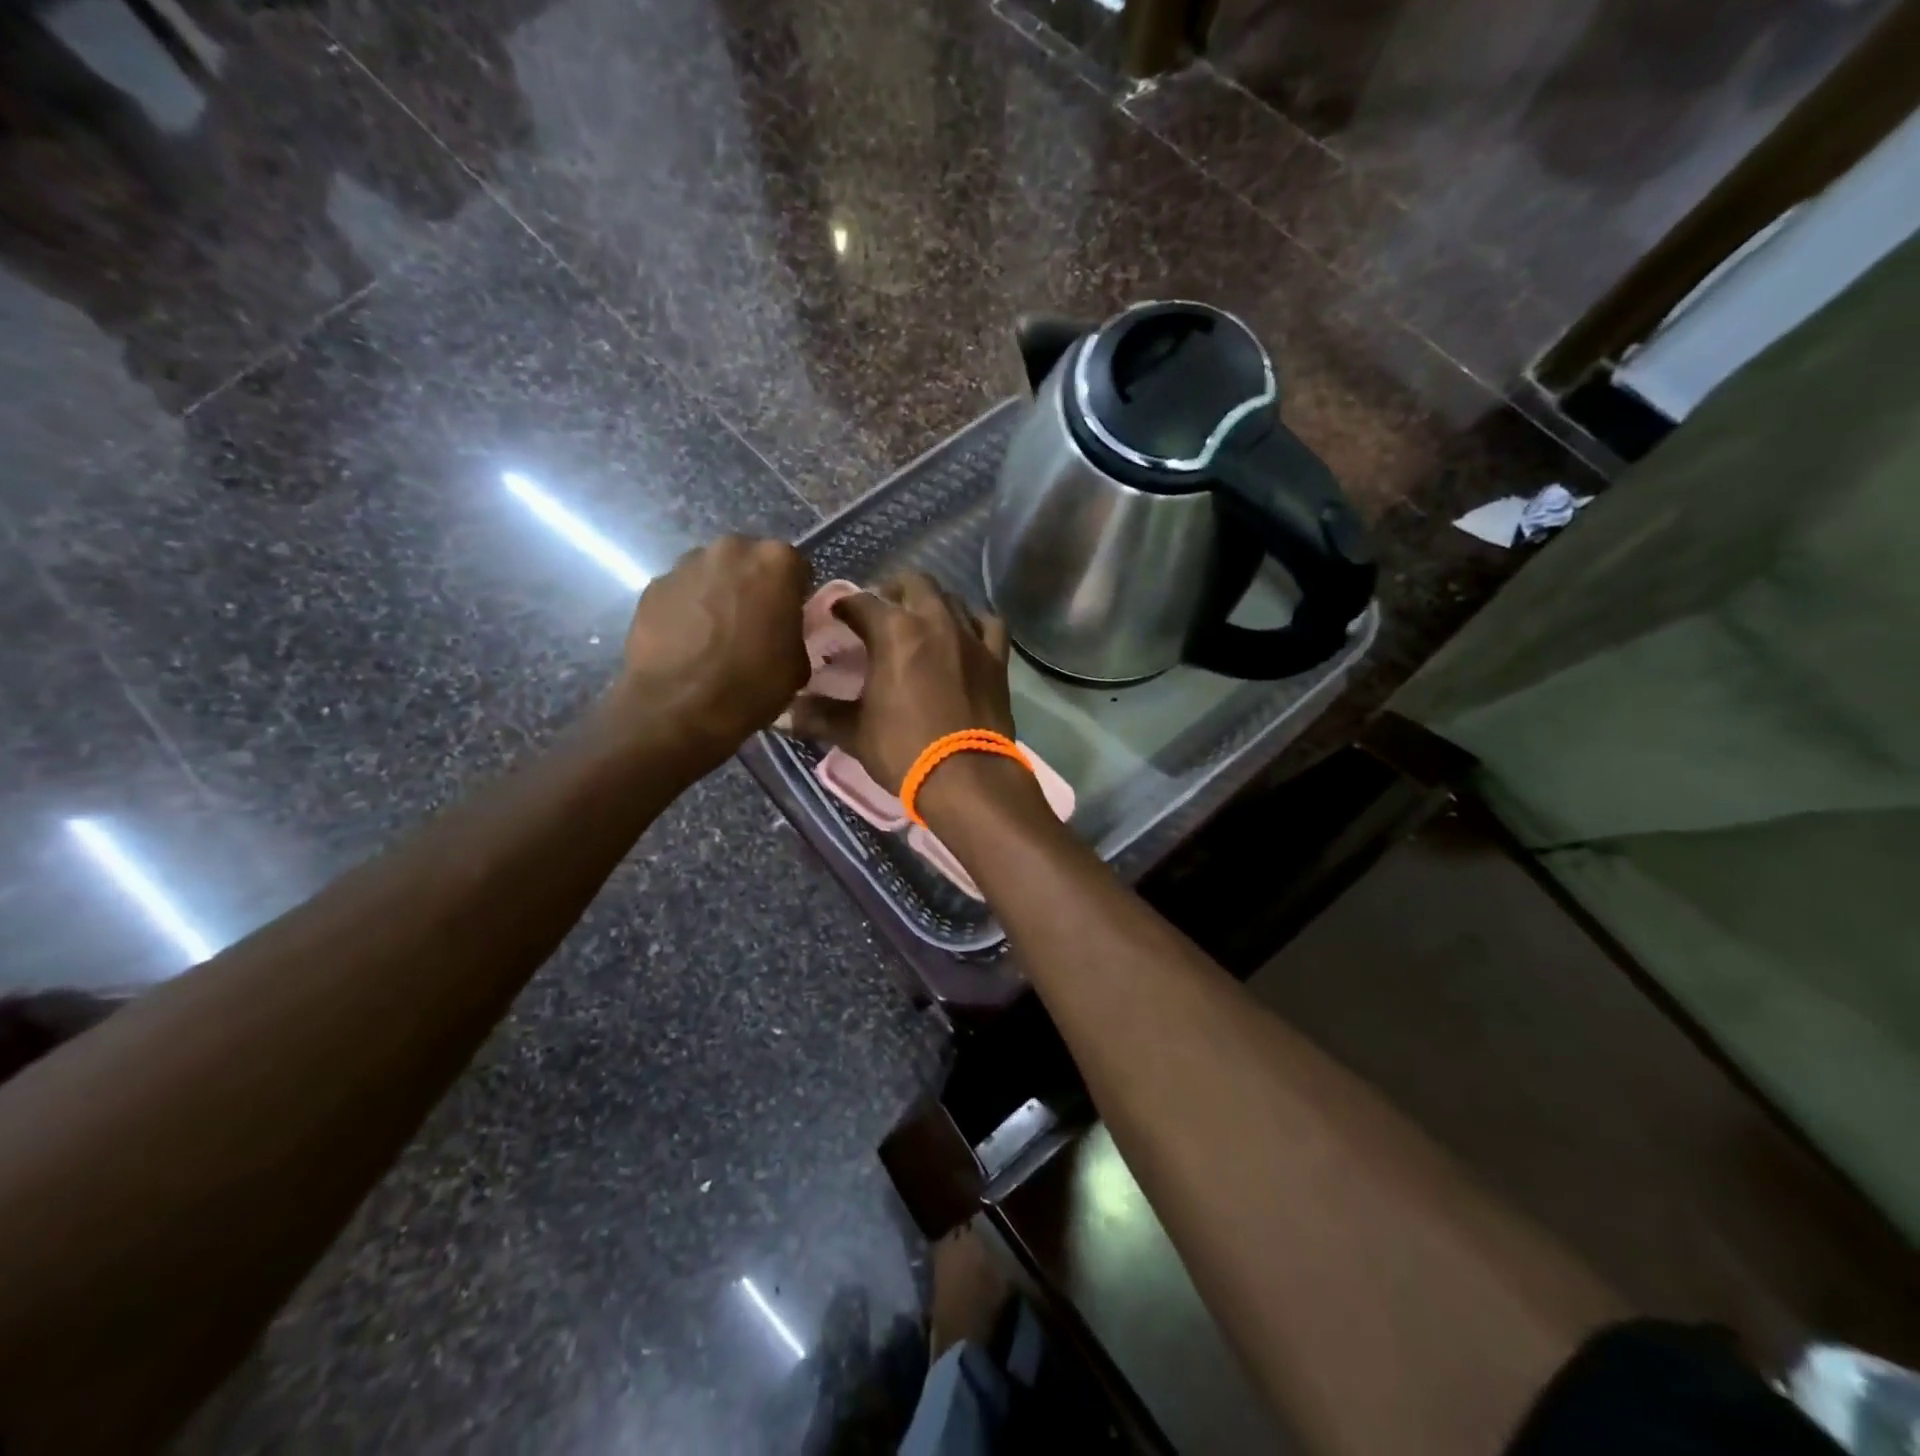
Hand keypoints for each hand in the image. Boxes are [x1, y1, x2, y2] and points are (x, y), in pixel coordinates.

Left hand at [610, 536, 809, 764]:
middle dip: (753, 586)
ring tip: (715, 635)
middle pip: (749, 562)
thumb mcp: (797, 664)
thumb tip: (781, 630)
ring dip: (718, 594)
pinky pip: (681, 593)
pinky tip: (688, 643)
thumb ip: (793, 631)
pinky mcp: (652, 586)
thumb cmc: (751, 685)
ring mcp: (685, 564)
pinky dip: (687, 610)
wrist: (678, 709)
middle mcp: (730, 549)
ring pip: (712, 574)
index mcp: (775, 561)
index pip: (795, 567)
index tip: (787, 619)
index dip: (793, 595)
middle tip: (752, 624)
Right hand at [788, 573, 1019, 794]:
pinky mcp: (997, 658)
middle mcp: (934, 621)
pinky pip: (988, 623)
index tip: (836, 615)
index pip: (862, 602)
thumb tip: (782, 714)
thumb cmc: (904, 750)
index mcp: (894, 632)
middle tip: (880, 613)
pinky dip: (973, 622)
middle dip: (892, 591)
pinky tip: (965, 635)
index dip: (845, 605)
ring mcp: (971, 636)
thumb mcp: (854, 733)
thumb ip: (819, 716)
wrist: (967, 777)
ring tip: (919, 623)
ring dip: (931, 603)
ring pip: (951, 598)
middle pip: (913, 583)